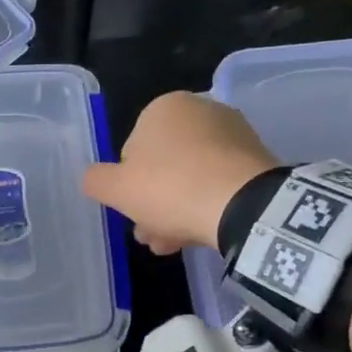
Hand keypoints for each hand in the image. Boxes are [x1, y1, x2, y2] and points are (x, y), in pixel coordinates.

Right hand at [81, 92, 278, 255]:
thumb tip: (94, 178)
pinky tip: (200, 232)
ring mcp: (233, 132)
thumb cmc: (169, 188)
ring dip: (177, 209)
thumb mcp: (115, 189)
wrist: (243, 204)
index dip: (128, 186)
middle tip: (152, 235)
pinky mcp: (257, 158)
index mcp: (163, 107)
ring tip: (174, 243)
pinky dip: (206, 205)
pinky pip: (219, 182)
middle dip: (154, 202)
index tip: (132, 213)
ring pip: (191, 177)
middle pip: (164, 165)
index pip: (132, 151)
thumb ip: (96, 180)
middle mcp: (200, 110)